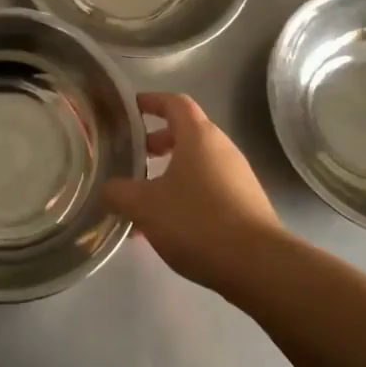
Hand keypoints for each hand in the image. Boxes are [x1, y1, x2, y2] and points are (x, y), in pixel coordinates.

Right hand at [104, 92, 284, 293]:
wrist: (259, 265)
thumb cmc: (197, 221)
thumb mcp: (145, 206)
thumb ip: (118, 193)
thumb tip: (106, 190)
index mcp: (198, 136)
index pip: (174, 102)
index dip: (151, 101)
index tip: (131, 108)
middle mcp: (222, 148)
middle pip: (187, 132)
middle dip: (158, 142)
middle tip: (135, 158)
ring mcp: (238, 176)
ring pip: (197, 164)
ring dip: (171, 173)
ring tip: (146, 200)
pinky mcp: (247, 203)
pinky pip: (210, 187)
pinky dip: (187, 195)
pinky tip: (169, 226)